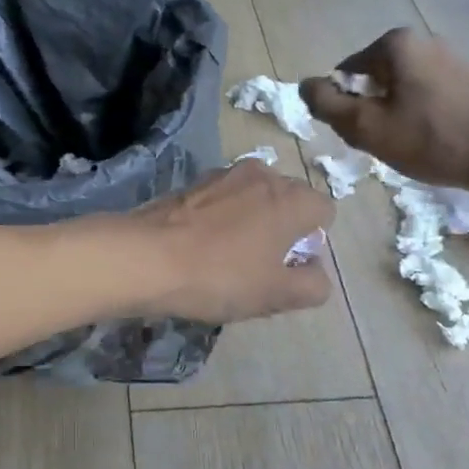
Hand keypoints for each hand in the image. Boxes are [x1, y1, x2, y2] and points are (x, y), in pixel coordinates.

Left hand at [123, 159, 334, 322]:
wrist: (145, 257)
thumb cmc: (220, 276)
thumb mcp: (276, 294)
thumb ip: (312, 285)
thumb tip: (316, 273)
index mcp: (291, 197)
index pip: (324, 211)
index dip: (311, 241)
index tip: (287, 266)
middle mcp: (262, 174)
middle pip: (288, 200)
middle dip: (281, 229)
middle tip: (258, 267)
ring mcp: (223, 174)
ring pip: (253, 198)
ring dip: (249, 223)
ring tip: (225, 258)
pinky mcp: (191, 183)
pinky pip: (221, 200)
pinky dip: (220, 218)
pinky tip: (199, 247)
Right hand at [300, 29, 468, 190]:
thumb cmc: (431, 139)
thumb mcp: (365, 126)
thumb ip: (327, 104)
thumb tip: (305, 85)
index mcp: (394, 44)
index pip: (344, 76)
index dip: (346, 109)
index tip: (365, 133)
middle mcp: (421, 40)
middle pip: (370, 82)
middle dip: (370, 112)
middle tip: (386, 141)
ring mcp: (446, 58)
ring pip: (396, 91)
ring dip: (393, 117)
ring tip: (410, 143)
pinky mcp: (465, 79)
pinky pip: (422, 96)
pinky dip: (417, 117)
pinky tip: (431, 139)